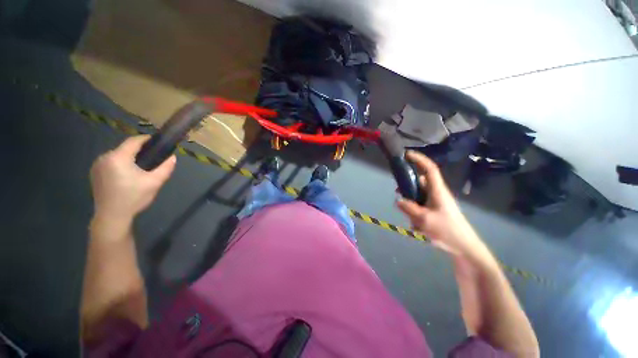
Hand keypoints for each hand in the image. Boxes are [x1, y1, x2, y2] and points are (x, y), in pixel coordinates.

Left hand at [90, 135, 175, 221]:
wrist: (111, 216)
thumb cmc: (134, 198)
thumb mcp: (154, 183)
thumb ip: (165, 168)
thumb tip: (173, 157)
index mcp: (118, 158)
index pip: (133, 141)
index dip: (146, 139)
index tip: (157, 141)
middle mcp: (104, 157)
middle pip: (125, 148)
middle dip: (139, 150)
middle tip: (152, 157)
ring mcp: (97, 165)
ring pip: (117, 155)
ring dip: (129, 157)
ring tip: (141, 167)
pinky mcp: (95, 173)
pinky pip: (110, 162)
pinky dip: (121, 163)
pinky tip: (127, 174)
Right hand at [396, 151, 483, 257]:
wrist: (464, 247)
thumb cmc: (447, 231)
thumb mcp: (424, 220)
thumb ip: (408, 208)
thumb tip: (398, 200)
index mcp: (437, 191)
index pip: (429, 169)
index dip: (419, 159)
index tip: (406, 154)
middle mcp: (437, 193)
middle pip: (420, 182)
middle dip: (408, 186)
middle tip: (399, 193)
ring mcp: (436, 202)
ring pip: (418, 195)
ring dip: (411, 203)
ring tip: (409, 217)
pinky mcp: (435, 210)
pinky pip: (421, 206)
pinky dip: (415, 212)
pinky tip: (416, 226)